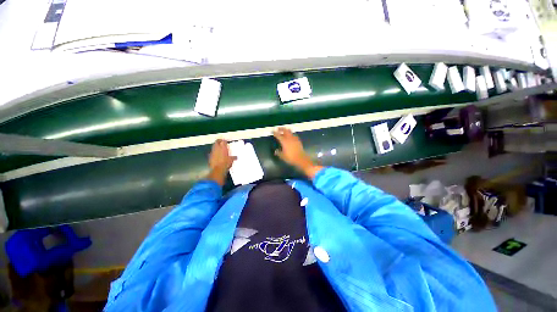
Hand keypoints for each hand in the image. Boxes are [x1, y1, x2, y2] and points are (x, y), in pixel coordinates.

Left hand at [207, 139, 236, 185]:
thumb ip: (233, 157)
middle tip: (222, 143)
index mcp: (223, 148)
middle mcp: (217, 148)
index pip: (223, 141)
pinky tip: (217, 155)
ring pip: (213, 146)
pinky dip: (214, 152)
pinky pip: (212, 152)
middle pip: (216, 142)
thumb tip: (236, 157)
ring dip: (216, 146)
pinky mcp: (210, 156)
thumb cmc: (226, 163)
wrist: (218, 170)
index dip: (225, 140)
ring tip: (220, 149)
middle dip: (219, 141)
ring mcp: (212, 152)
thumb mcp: (231, 160)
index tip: (226, 141)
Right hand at [273, 127, 322, 178]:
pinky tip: (291, 136)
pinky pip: (294, 135)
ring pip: (290, 131)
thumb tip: (276, 151)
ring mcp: (294, 138)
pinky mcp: (298, 140)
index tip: (273, 131)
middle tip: (278, 128)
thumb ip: (278, 153)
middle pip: (285, 130)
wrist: (301, 159)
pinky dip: (291, 134)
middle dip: (281, 129)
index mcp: (284, 141)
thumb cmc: (290, 158)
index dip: (275, 133)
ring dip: (286, 130)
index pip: (278, 135)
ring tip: (284, 130)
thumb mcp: (282, 156)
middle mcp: (289, 138)